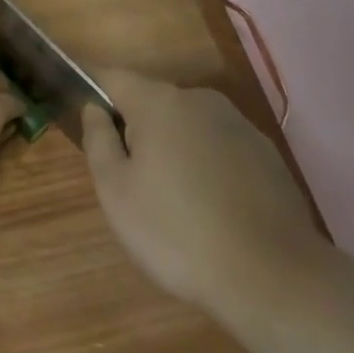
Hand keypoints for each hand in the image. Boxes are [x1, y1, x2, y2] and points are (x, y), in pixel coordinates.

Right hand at [82, 70, 328, 325]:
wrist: (272, 276)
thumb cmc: (177, 232)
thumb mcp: (116, 192)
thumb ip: (98, 140)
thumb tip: (95, 108)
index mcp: (158, 102)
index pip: (113, 77)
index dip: (92, 89)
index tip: (81, 112)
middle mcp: (199, 99)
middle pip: (152, 101)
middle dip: (135, 127)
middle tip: (127, 178)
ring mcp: (238, 123)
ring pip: (187, 124)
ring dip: (172, 147)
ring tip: (171, 200)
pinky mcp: (265, 152)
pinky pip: (219, 146)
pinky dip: (205, 165)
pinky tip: (210, 208)